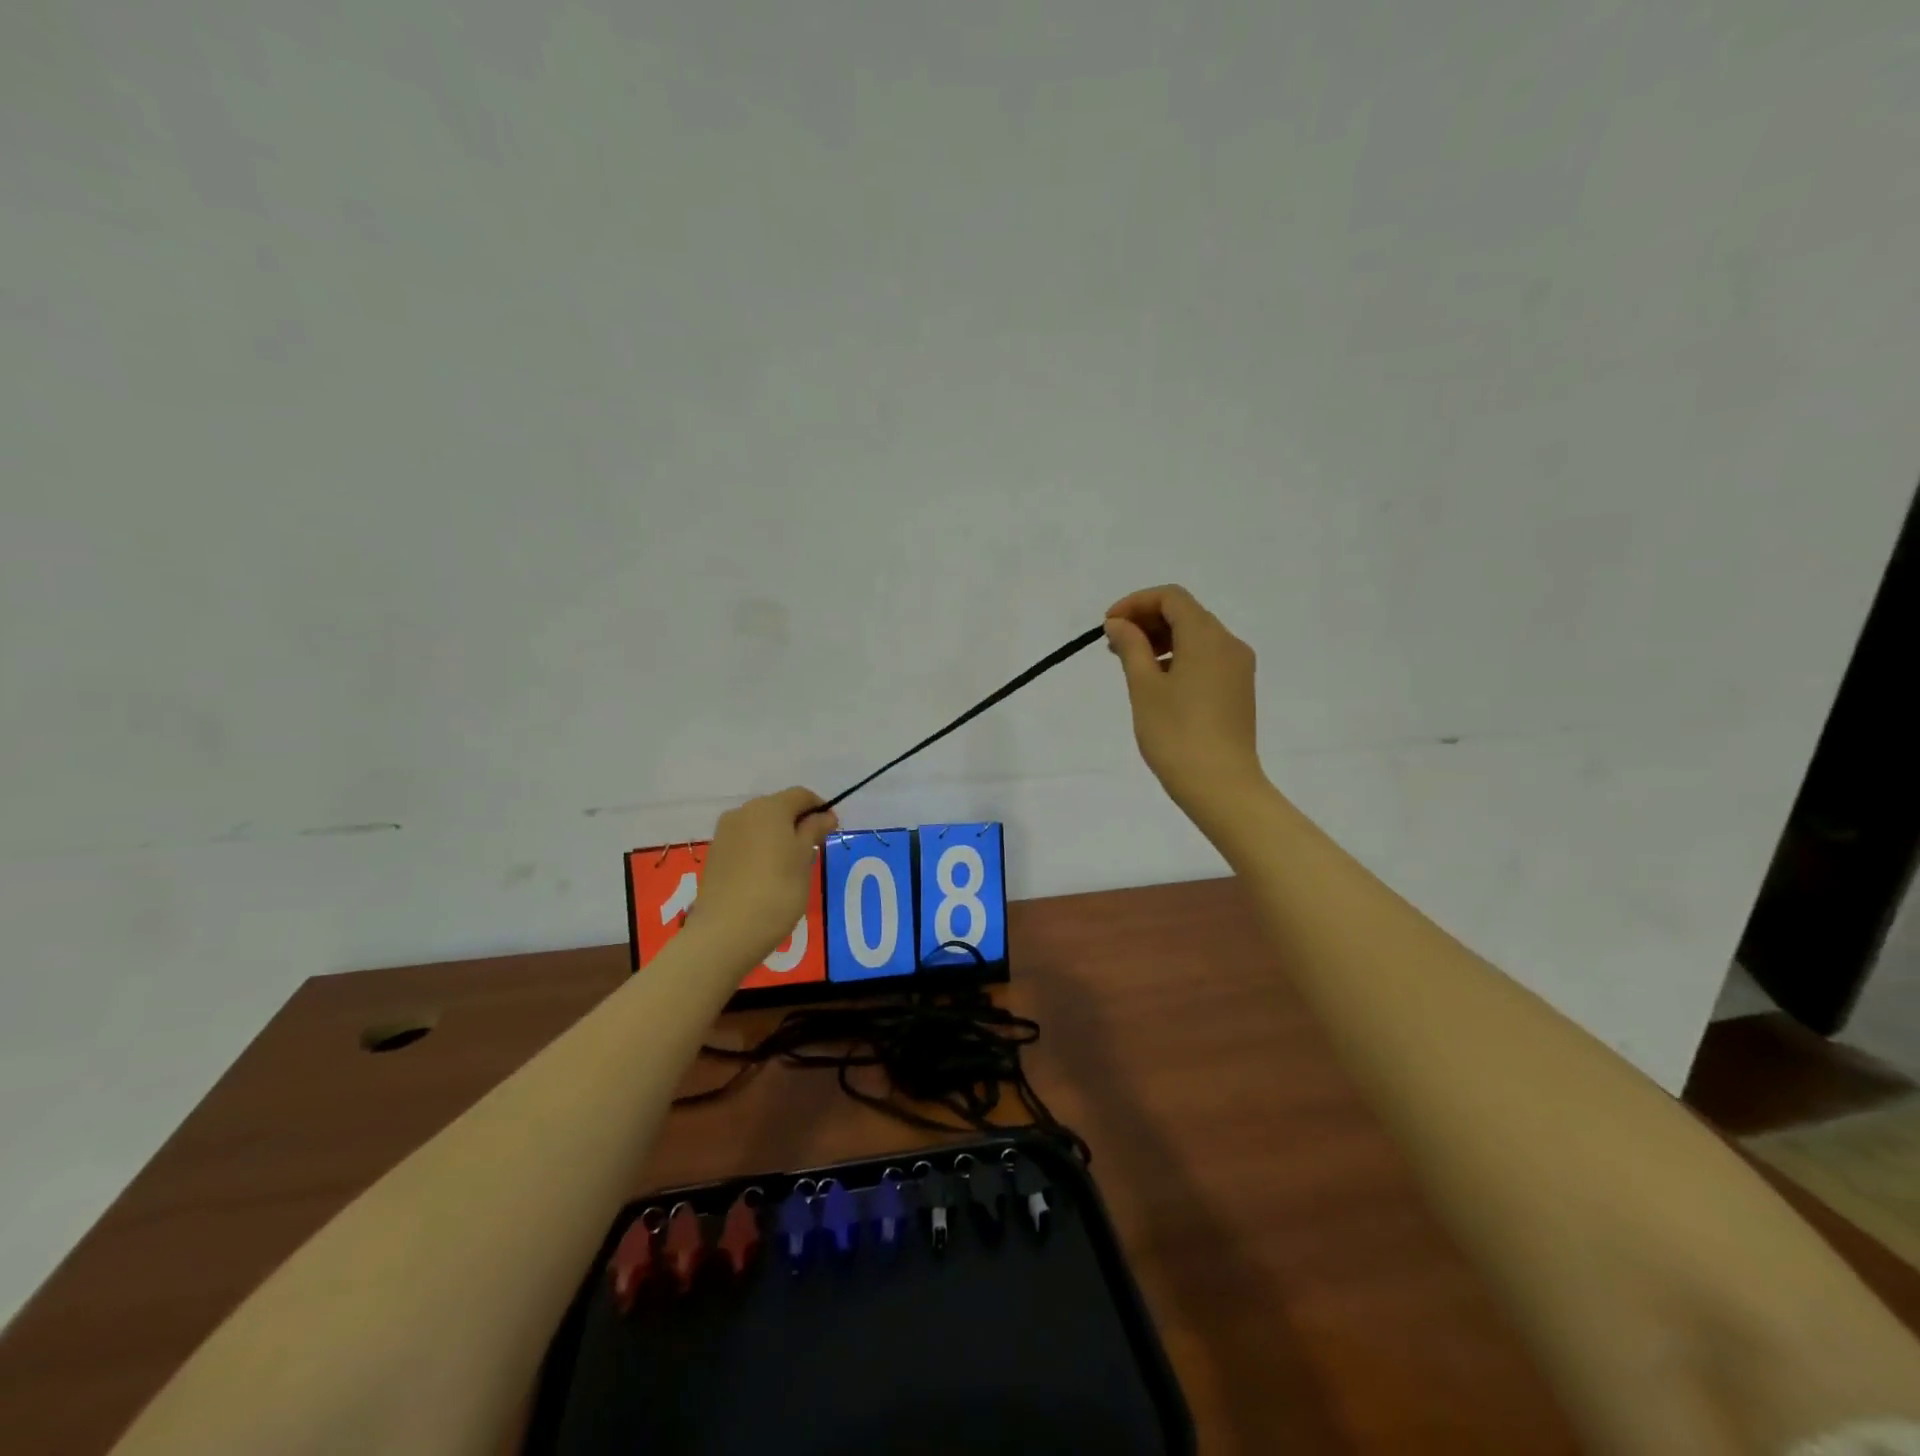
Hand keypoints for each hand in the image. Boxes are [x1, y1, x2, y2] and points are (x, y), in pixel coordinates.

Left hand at [694, 788, 837, 964]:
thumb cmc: (777, 891)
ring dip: (778, 837)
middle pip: (778, 808)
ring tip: (791, 867)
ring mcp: (724, 834)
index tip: (831, 831)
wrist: (725, 932)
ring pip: (760, 826)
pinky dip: (760, 850)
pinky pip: (745, 842)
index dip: (820, 808)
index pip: (801, 795)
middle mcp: (743, 812)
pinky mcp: (715, 856)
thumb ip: (814, 831)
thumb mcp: (803, 859)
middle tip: (813, 850)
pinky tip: (767, 876)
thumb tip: (825, 815)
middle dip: (798, 823)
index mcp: (769, 807)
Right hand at [1105, 585, 1265, 823]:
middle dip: (1147, 620)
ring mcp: (1238, 668)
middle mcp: (1229, 644)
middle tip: (1113, 645)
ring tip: (1130, 664)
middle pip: (1186, 613)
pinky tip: (1157, 682)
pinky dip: (1179, 657)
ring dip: (1162, 639)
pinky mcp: (1238, 690)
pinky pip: (1206, 658)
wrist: (1220, 785)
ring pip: (1197, 636)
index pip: (1171, 597)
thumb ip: (1131, 647)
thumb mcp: (1144, 687)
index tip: (1108, 625)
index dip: (1136, 603)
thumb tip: (1119, 623)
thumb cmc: (1176, 733)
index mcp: (1207, 637)